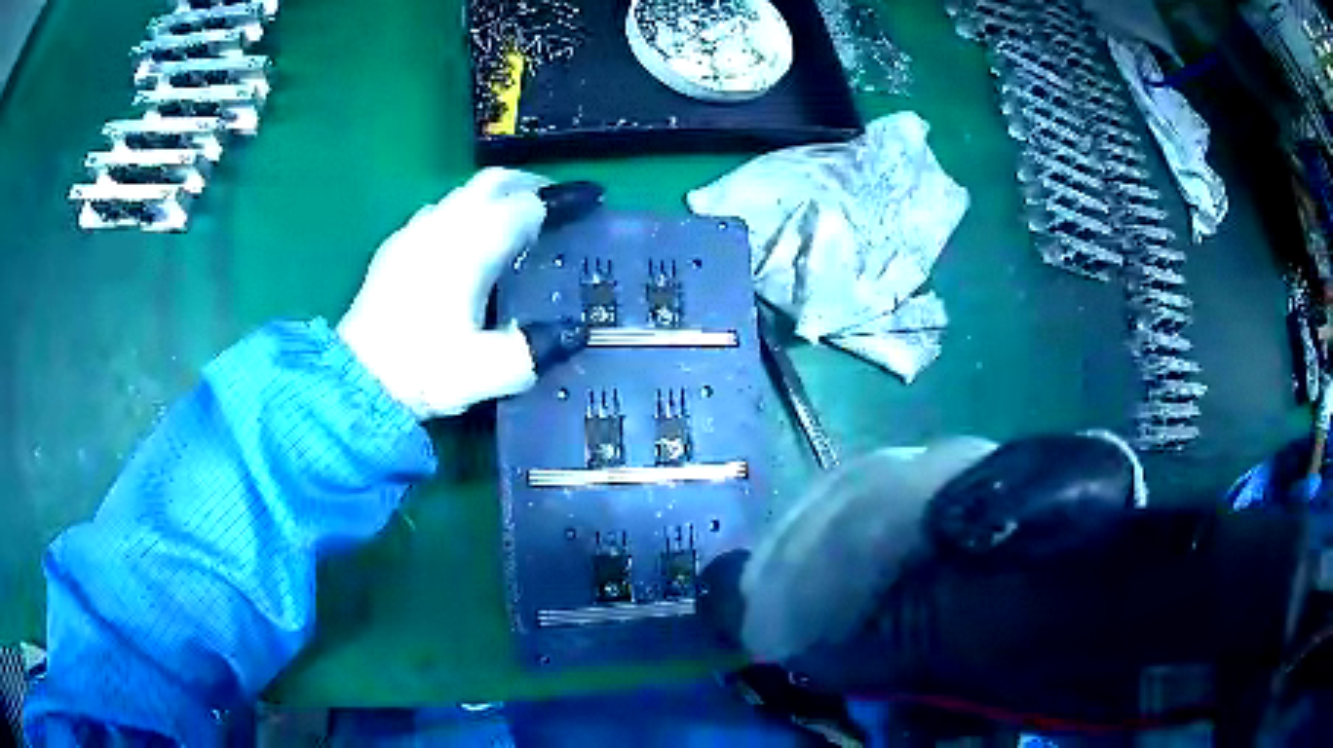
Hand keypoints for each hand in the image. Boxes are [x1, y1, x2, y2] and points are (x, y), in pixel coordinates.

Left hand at [338, 168, 549, 419]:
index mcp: (471, 244)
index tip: (591, 201)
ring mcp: (413, 233)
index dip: (563, 200)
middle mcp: (443, 225)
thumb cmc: (423, 370)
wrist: (356, 381)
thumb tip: (574, 333)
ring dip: (495, 197)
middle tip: (556, 203)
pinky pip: (439, 212)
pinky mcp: (394, 249)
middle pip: (493, 182)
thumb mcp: (489, 370)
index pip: (527, 205)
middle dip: (530, 184)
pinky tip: (465, 244)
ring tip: (515, 223)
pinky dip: (465, 214)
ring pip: (463, 194)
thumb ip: (536, 349)